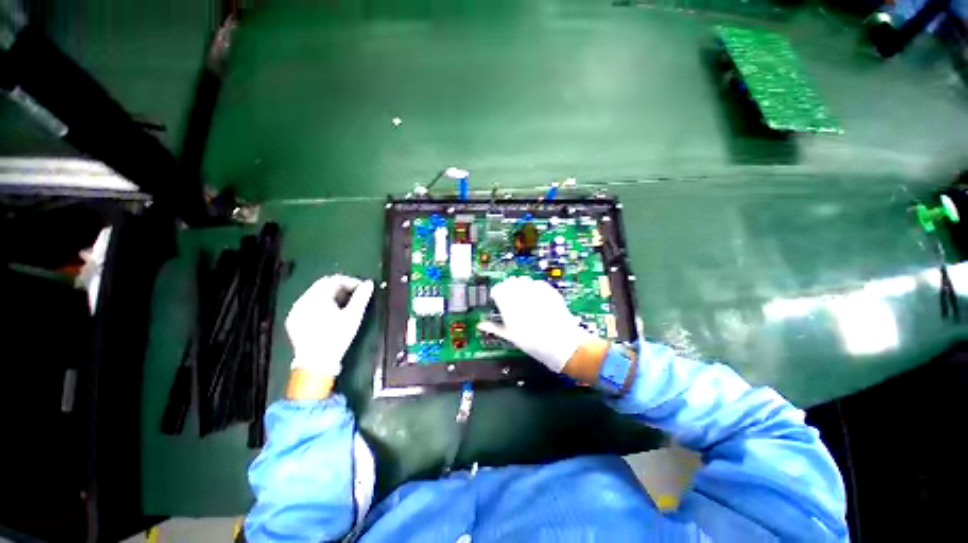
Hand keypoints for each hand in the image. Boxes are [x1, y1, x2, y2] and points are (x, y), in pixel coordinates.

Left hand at [286, 274, 373, 376]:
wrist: (316, 362)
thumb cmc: (337, 336)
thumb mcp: (353, 316)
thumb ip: (362, 297)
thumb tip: (369, 283)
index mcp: (317, 297)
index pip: (334, 280)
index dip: (350, 282)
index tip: (361, 289)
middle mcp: (303, 300)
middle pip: (323, 285)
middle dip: (340, 287)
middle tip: (354, 296)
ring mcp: (296, 310)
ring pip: (315, 294)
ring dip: (331, 295)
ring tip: (344, 305)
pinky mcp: (293, 319)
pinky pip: (308, 304)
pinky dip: (320, 304)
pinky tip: (330, 314)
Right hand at [477, 276, 595, 372]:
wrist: (562, 344)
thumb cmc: (533, 343)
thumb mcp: (511, 337)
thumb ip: (494, 327)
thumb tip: (480, 325)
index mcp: (509, 305)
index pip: (497, 289)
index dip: (496, 293)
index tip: (497, 298)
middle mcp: (522, 295)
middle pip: (509, 282)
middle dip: (507, 288)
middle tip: (510, 298)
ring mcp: (537, 291)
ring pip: (523, 280)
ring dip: (520, 286)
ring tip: (522, 296)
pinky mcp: (549, 291)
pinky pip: (537, 283)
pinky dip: (534, 287)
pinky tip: (535, 296)